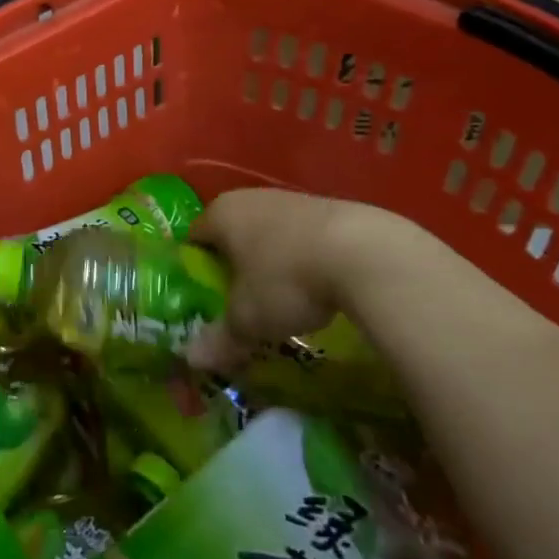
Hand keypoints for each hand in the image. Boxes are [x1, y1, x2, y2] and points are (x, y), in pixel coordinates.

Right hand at [186, 190, 450, 367]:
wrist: (367, 254)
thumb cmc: (287, 280)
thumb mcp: (248, 319)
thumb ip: (220, 338)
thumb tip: (192, 359)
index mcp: (221, 214)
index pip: (195, 236)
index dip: (195, 266)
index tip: (203, 295)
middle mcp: (251, 198)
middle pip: (232, 232)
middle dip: (234, 264)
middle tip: (239, 300)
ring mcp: (292, 199)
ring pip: (269, 232)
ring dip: (271, 260)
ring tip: (281, 297)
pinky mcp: (331, 207)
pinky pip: (303, 235)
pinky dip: (303, 257)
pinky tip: (318, 285)